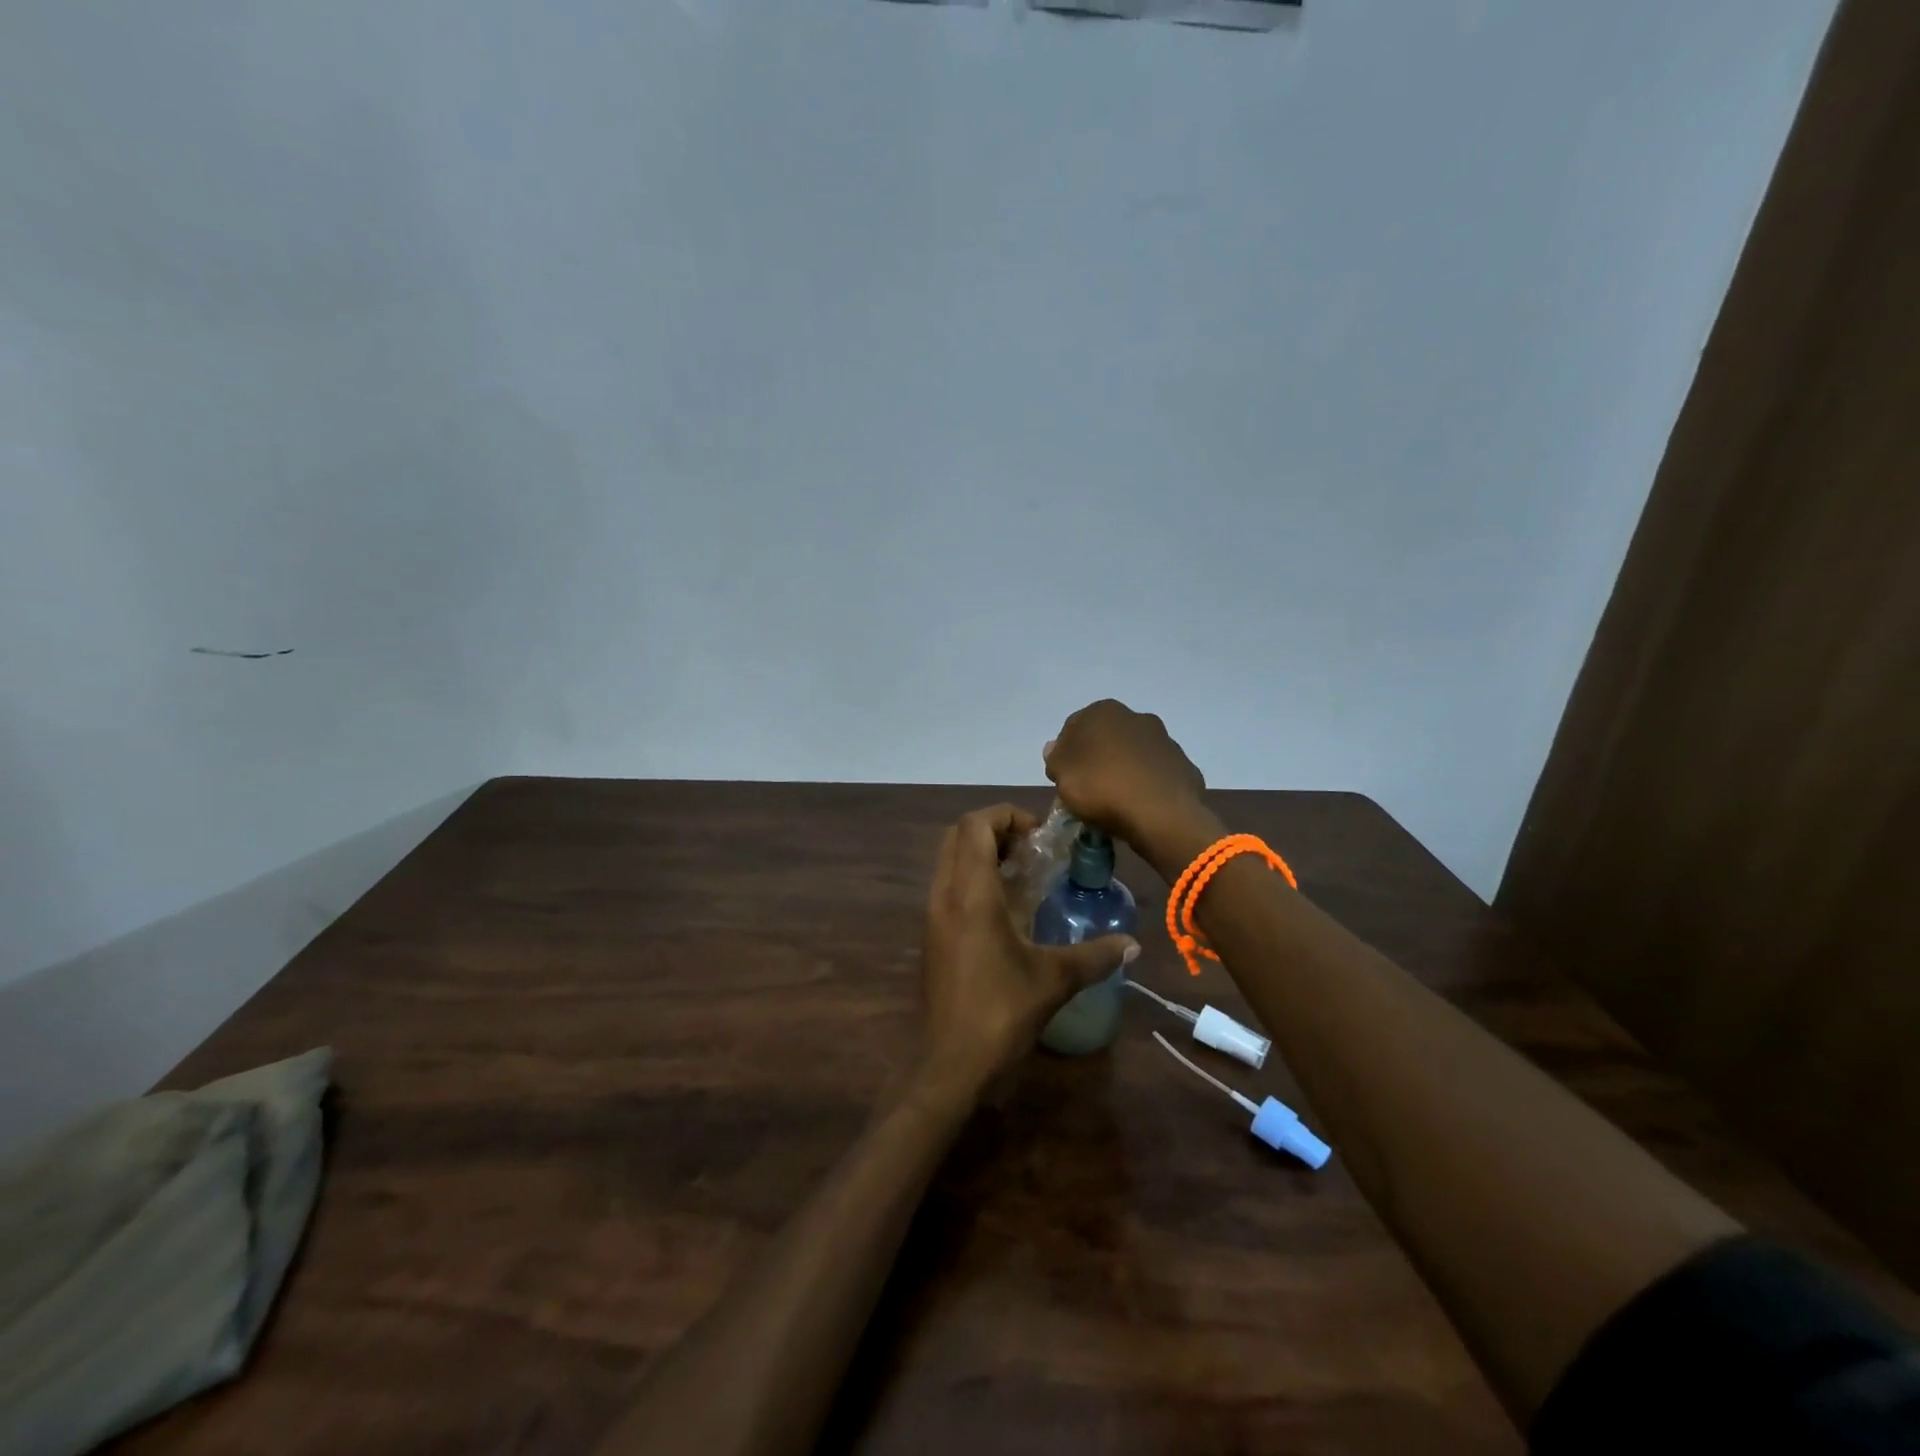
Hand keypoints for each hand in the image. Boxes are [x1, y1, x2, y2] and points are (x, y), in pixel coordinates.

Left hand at [915, 804, 1138, 1104]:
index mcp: (970, 893)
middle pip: (958, 835)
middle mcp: (944, 894)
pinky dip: (973, 879)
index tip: (1040, 835)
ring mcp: (932, 915)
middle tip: (1032, 850)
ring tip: (1024, 875)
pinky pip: (948, 886)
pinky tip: (1006, 910)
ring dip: (982, 854)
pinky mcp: (932, 936)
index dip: (1007, 815)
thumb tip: (1134, 945)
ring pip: (950, 860)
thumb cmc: (1000, 1012)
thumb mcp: (1054, 980)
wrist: (949, 1065)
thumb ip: (1096, 956)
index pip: (976, 824)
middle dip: (994, 829)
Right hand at [1044, 700, 1212, 868]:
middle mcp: (1137, 717)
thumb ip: (1056, 758)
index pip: (1074, 728)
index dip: (1066, 754)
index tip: (1064, 778)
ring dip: (1125, 770)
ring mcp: (1165, 741)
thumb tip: (1056, 748)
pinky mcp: (1184, 765)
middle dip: (1098, 758)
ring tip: (1116, 801)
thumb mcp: (1062, 775)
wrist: (1161, 815)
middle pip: (1107, 739)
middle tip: (1088, 789)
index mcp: (1104, 712)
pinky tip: (1141, 806)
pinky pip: (1156, 774)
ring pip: (1134, 755)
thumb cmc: (1102, 788)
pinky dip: (1147, 785)